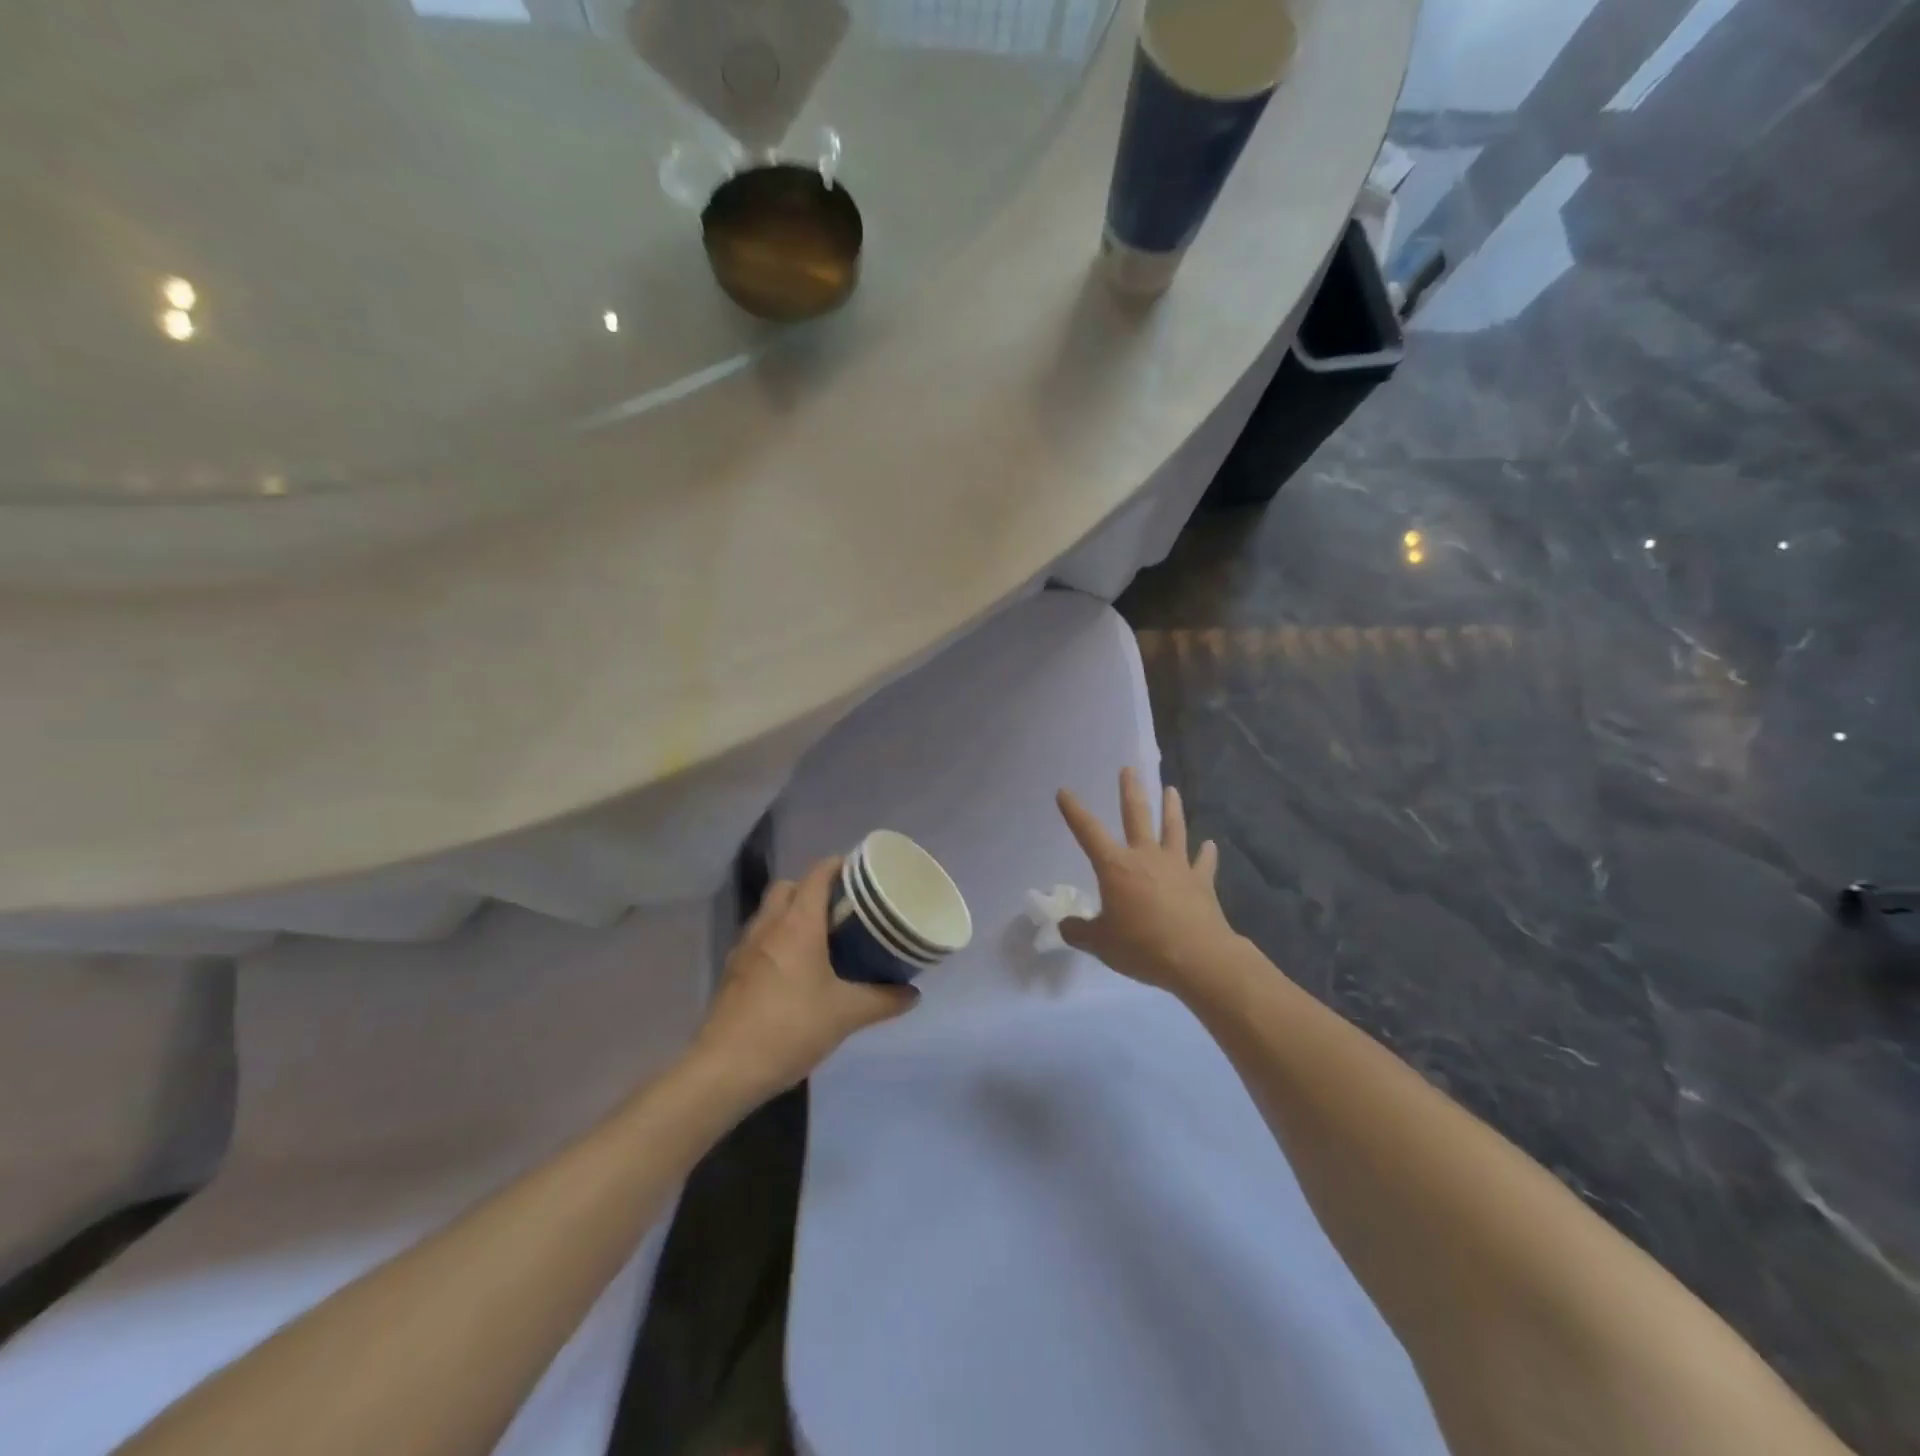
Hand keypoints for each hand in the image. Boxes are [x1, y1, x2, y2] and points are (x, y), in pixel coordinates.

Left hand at [694, 857, 919, 1099]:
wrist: (726, 1068)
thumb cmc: (791, 1028)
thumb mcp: (846, 1014)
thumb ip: (883, 1000)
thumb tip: (913, 993)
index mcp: (798, 924)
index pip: (817, 875)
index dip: (837, 866)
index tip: (859, 872)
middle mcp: (768, 925)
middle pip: (788, 887)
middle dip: (812, 888)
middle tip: (840, 909)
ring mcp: (745, 947)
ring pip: (769, 912)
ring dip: (790, 913)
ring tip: (819, 937)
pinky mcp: (732, 971)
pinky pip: (757, 938)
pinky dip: (775, 939)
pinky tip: (791, 969)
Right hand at [1055, 768, 1235, 994]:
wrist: (1197, 957)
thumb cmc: (1141, 946)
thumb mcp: (1100, 943)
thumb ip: (1079, 931)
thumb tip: (1066, 926)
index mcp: (1115, 867)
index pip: (1088, 832)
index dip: (1074, 811)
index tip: (1063, 791)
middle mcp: (1146, 857)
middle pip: (1137, 816)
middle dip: (1130, 791)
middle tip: (1129, 769)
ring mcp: (1177, 866)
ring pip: (1173, 829)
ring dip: (1172, 809)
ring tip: (1172, 790)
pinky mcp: (1201, 881)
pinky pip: (1204, 862)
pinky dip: (1206, 853)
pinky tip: (1210, 844)